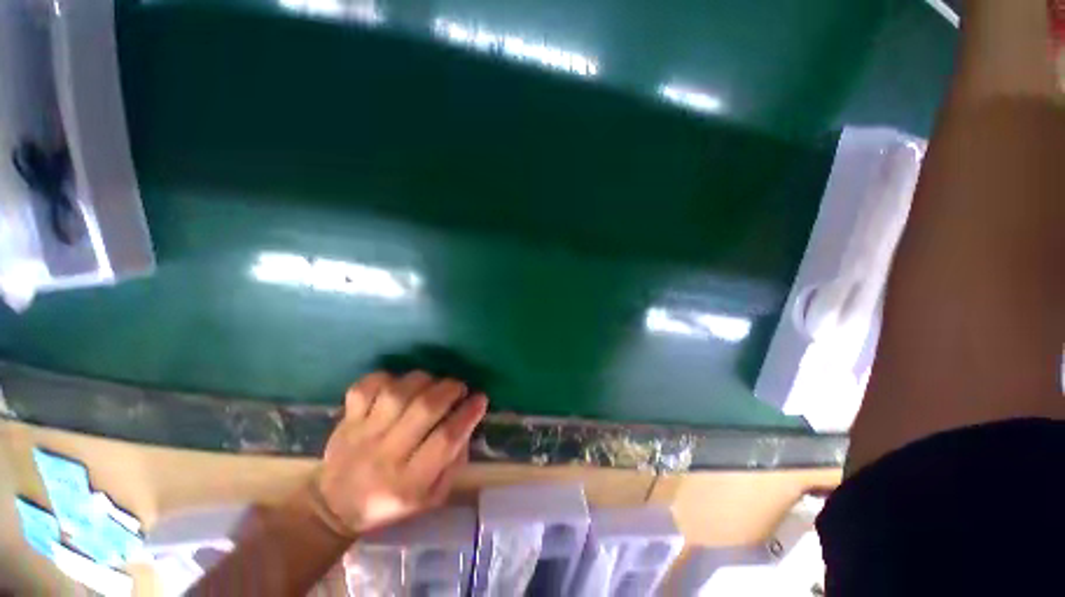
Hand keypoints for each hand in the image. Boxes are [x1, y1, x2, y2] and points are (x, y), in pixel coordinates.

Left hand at [312, 371, 487, 535]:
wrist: (334, 506)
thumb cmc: (392, 502)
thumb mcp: (432, 497)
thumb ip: (454, 462)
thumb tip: (467, 422)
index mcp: (410, 483)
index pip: (445, 440)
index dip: (468, 414)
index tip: (481, 399)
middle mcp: (386, 456)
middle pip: (423, 410)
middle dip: (449, 390)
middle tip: (459, 388)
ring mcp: (362, 435)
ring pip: (398, 393)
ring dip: (423, 381)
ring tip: (432, 384)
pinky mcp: (347, 420)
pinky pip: (366, 388)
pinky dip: (386, 378)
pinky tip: (398, 384)